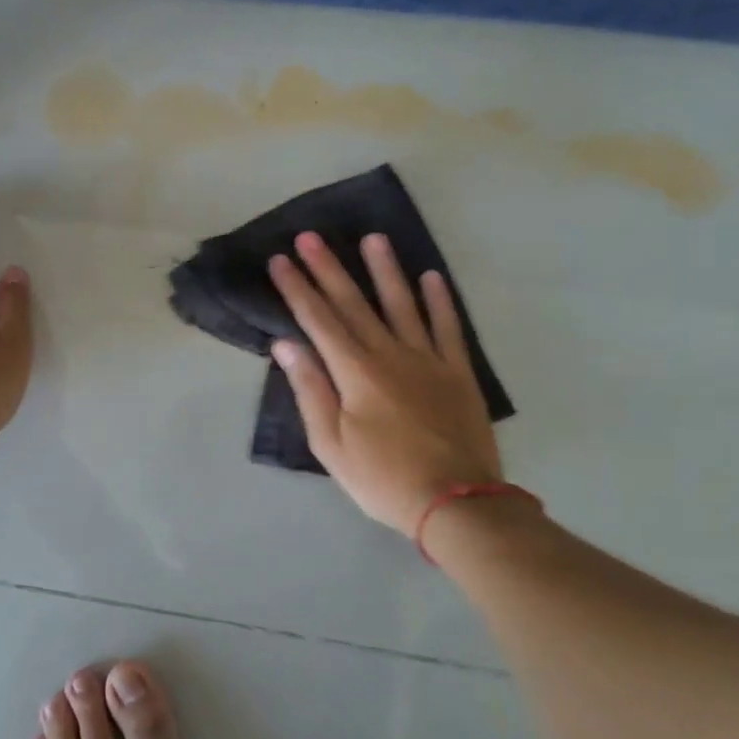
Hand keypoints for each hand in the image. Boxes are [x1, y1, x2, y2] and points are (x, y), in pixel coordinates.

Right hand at [268, 231, 501, 537]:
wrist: (456, 502)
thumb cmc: (382, 478)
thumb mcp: (331, 444)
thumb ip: (310, 390)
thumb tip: (286, 344)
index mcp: (355, 372)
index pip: (318, 320)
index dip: (297, 288)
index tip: (280, 260)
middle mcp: (390, 354)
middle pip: (354, 303)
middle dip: (328, 268)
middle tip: (311, 236)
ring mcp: (428, 359)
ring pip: (403, 304)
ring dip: (385, 270)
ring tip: (373, 238)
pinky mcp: (458, 372)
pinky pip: (448, 327)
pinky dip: (440, 301)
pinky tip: (431, 277)